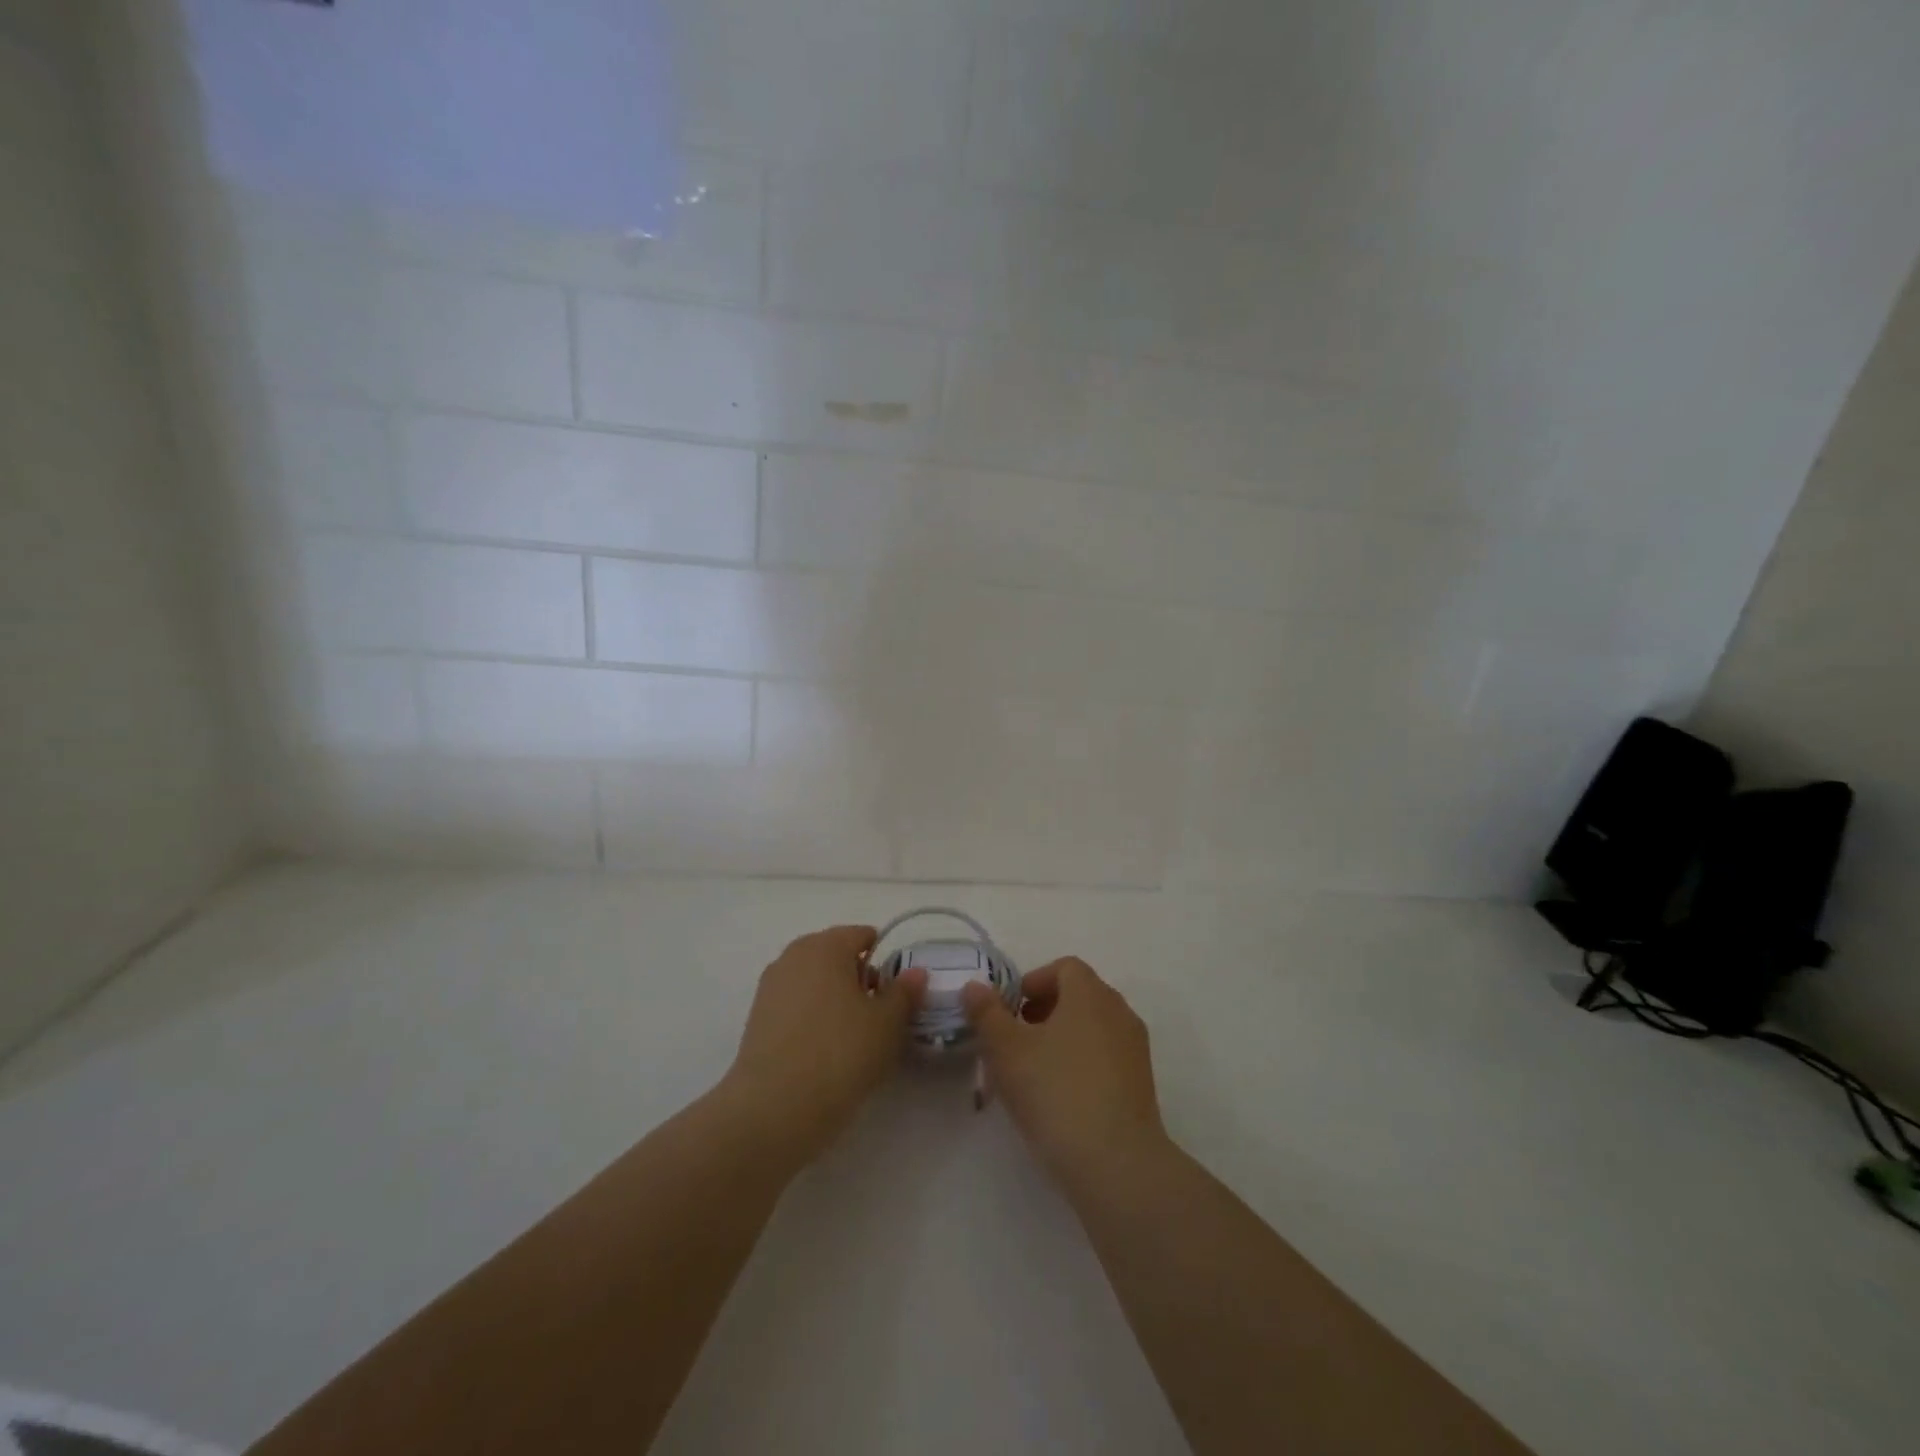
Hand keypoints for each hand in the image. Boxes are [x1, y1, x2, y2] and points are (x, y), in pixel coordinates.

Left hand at [723, 925, 926, 1163]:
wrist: (775, 1108)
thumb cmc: (841, 1053)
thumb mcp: (887, 1023)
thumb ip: (904, 992)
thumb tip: (915, 971)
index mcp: (826, 945)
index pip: (861, 935)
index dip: (884, 959)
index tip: (896, 991)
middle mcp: (793, 956)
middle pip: (835, 956)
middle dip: (858, 978)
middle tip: (878, 1015)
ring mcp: (770, 987)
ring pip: (814, 982)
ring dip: (835, 999)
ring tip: (853, 1037)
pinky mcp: (757, 1018)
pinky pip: (795, 1005)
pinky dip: (813, 1017)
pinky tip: (824, 1050)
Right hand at [961, 956, 1166, 1186]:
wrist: (1117, 1164)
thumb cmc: (1057, 1093)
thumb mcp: (1007, 1051)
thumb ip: (987, 1013)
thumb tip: (975, 986)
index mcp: (1090, 994)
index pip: (1064, 967)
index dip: (1033, 981)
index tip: (1010, 1011)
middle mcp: (1118, 1011)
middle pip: (1079, 995)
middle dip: (1044, 1010)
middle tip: (1015, 1041)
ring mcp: (1135, 1048)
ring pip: (1092, 1027)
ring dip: (1062, 1038)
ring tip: (1033, 1072)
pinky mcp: (1141, 1084)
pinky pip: (1106, 1056)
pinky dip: (1081, 1063)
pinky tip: (1060, 1097)